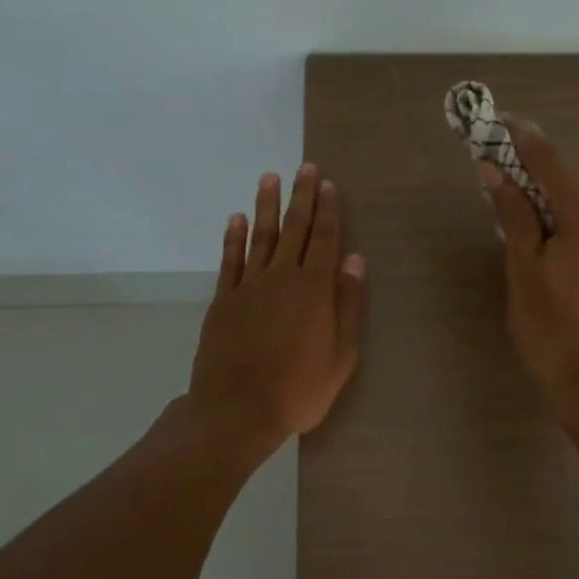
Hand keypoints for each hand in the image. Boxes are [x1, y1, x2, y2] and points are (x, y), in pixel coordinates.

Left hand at [189, 164, 366, 446]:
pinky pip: (230, 260)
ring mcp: (249, 286)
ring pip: (261, 236)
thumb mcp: (341, 356)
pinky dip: (233, 237)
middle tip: (304, 168)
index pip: (324, 239)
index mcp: (314, 289)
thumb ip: (347, 305)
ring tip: (269, 178)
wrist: (237, 410)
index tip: (328, 184)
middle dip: (301, 197)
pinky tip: (236, 218)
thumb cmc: (298, 389)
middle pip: (294, 229)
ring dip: (267, 206)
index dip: (328, 210)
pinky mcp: (224, 299)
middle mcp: (282, 277)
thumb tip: (354, 260)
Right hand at [483, 122, 578, 407]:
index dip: (521, 142)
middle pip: (575, 189)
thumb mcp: (524, 271)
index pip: (550, 161)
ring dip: (566, 218)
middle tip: (509, 200)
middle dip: (541, 189)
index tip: (500, 123)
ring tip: (540, 249)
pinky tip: (575, 273)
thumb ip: (514, 215)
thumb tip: (495, 172)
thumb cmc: (556, 331)